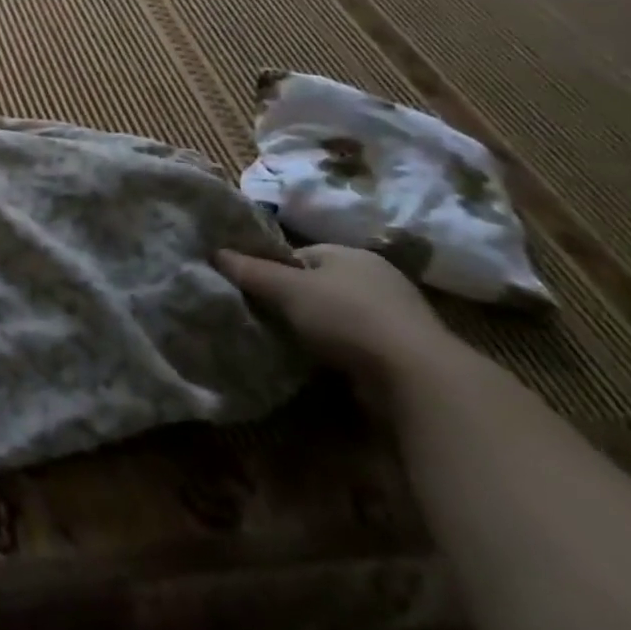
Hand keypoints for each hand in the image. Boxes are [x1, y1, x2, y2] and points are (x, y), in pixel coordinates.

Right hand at [216, 244, 462, 404]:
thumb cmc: (347, 317)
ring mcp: (396, 317)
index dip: (274, 270)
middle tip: (267, 319)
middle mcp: (377, 278)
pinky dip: (339, 354)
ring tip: (290, 346)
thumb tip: (215, 252)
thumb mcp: (288, 289)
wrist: (416, 378)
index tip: (255, 292)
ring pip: (338, 318)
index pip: (300, 255)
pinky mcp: (404, 353)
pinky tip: (322, 368)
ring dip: (316, 331)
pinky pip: (357, 346)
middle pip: (319, 285)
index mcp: (351, 254)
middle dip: (294, 302)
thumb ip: (251, 271)